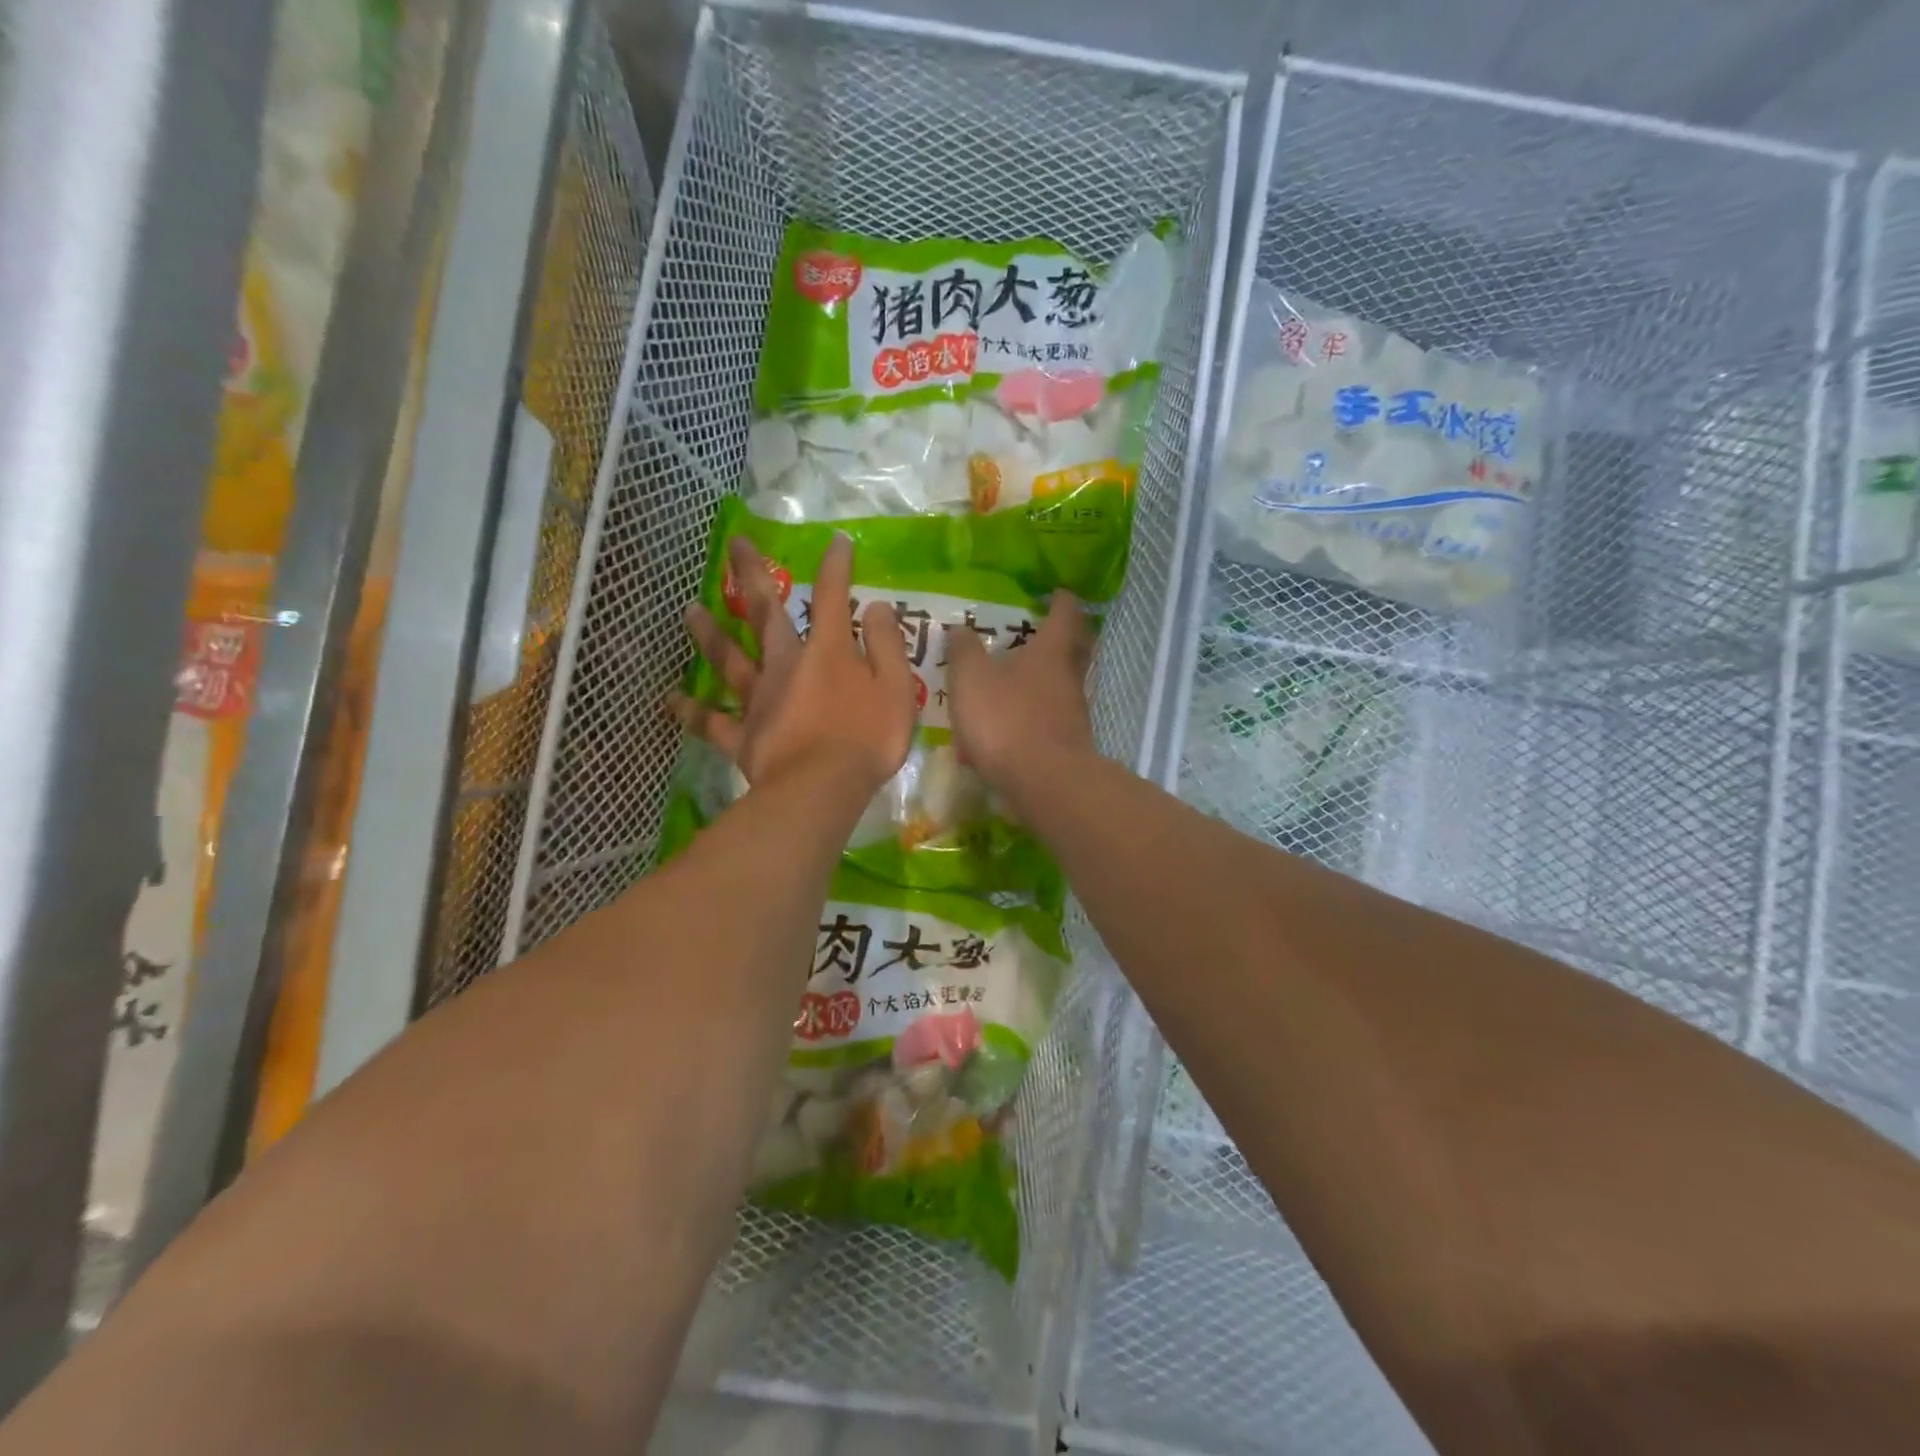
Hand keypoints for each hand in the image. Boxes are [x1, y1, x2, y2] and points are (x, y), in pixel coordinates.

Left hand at [675, 534, 915, 792]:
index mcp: (827, 651)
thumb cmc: (867, 739)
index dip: (836, 567)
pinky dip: (689, 710)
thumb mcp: (895, 688)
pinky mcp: (741, 735)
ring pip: (729, 659)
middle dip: (751, 575)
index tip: (837, 542)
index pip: (832, 597)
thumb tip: (875, 607)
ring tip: (689, 608)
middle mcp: (785, 665)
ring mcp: (758, 699)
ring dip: (709, 633)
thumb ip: (886, 645)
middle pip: (765, 613)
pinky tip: (669, 699)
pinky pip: (710, 721)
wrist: (822, 788)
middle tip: (734, 544)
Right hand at [943, 589, 1096, 807]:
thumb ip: (964, 651)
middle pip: (1076, 648)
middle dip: (1065, 636)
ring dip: (1050, 677)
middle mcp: (1069, 677)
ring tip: (1022, 678)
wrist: (1045, 782)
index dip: (1061, 601)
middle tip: (1048, 629)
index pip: (1065, 614)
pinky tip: (1016, 724)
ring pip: (1066, 684)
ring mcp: (1074, 712)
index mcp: (1051, 651)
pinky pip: (1055, 717)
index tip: (1057, 592)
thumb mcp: (972, 679)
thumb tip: (960, 629)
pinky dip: (1039, 713)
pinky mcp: (1069, 743)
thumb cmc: (1007, 720)